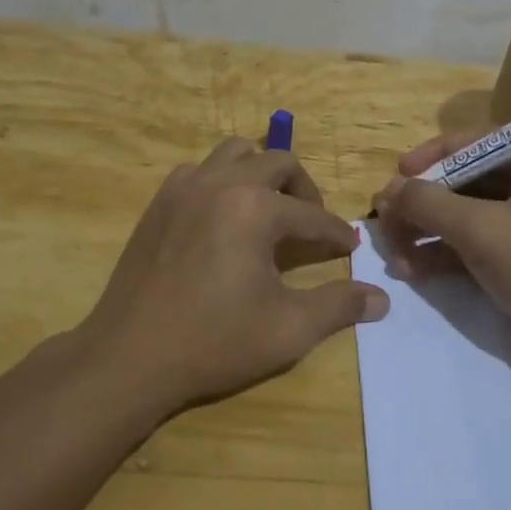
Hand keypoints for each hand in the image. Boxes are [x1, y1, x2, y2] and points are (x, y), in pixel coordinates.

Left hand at [77, 138, 389, 414]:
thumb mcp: (288, 329)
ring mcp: (184, 187)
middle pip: (278, 162)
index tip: (348, 249)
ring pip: (235, 153)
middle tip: (311, 226)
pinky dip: (222, 181)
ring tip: (268, 211)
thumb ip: (339, 306)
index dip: (335, 234)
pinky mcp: (159, 202)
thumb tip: (380, 298)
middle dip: (304, 191)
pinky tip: (223, 218)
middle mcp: (221, 183)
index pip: (312, 214)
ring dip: (260, 174)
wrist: (130, 356)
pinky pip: (200, 170)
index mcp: (255, 208)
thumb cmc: (214, 342)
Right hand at [372, 133, 510, 371]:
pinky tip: (412, 269)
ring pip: (468, 215)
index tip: (397, 174)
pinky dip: (445, 253)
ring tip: (394, 253)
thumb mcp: (482, 231)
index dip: (434, 156)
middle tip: (386, 220)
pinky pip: (477, 242)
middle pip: (469, 181)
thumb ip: (429, 203)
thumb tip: (386, 190)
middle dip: (425, 204)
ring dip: (428, 232)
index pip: (481, 143)